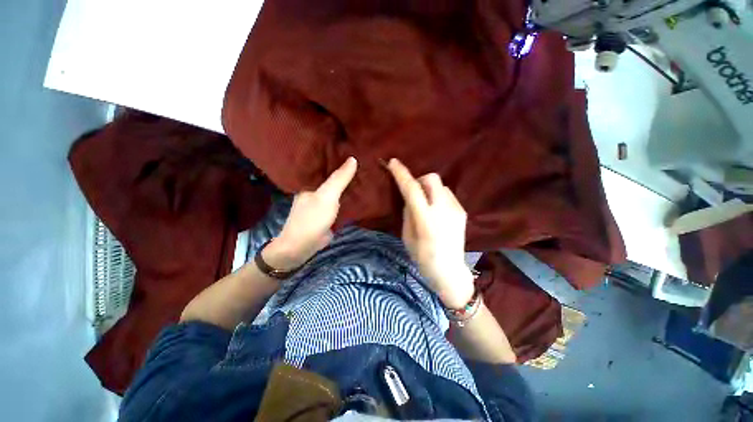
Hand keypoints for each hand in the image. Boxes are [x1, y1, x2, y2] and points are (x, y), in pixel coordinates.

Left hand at [264, 157, 357, 270]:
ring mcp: (324, 200)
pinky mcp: (331, 211)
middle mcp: (317, 188)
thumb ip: (339, 179)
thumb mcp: (327, 196)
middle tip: (365, 159)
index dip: (339, 156)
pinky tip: (362, 190)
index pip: (326, 163)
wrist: (304, 246)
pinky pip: (342, 200)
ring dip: (350, 183)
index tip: (354, 147)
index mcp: (310, 181)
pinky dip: (350, 195)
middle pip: (334, 176)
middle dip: (347, 170)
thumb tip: (353, 158)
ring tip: (367, 171)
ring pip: (339, 188)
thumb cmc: (312, 218)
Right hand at [387, 158, 474, 308]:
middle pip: (431, 178)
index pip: (412, 189)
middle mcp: (443, 209)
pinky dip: (438, 197)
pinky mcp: (462, 211)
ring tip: (426, 205)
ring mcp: (456, 209)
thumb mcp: (407, 236)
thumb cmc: (422, 257)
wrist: (450, 270)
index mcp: (425, 219)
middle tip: (414, 193)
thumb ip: (408, 213)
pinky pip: (447, 194)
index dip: (401, 174)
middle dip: (419, 180)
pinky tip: (437, 211)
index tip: (393, 163)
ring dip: (429, 190)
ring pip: (440, 185)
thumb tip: (409, 198)